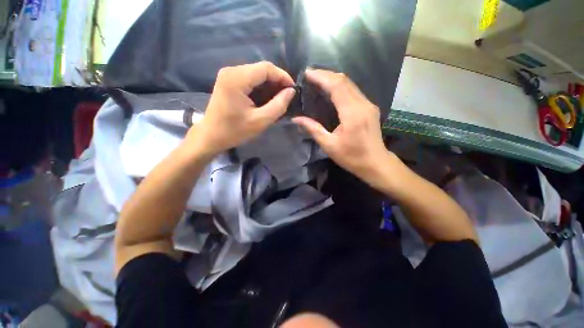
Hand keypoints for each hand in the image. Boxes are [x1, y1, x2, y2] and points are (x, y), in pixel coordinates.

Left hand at [187, 61, 295, 156]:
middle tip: (287, 96)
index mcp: (237, 79)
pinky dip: (261, 87)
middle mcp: (231, 71)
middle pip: (261, 69)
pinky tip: (267, 98)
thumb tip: (291, 92)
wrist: (211, 136)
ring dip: (270, 85)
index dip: (283, 76)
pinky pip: (250, 79)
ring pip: (256, 74)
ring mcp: (228, 75)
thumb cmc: (234, 131)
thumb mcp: (260, 121)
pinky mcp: (228, 81)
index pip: (266, 68)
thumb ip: (278, 106)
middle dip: (277, 81)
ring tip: (279, 98)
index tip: (293, 89)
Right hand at [292, 69, 394, 183]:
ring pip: (350, 84)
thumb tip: (296, 119)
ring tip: (318, 80)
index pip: (337, 86)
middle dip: (326, 75)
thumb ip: (313, 129)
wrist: (376, 163)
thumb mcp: (329, 145)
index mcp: (352, 114)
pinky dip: (341, 87)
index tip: (307, 73)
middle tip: (310, 75)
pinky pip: (354, 91)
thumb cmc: (352, 157)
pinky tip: (331, 91)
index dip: (322, 77)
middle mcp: (363, 104)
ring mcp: (368, 104)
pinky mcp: (369, 107)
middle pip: (344, 81)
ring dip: (333, 79)